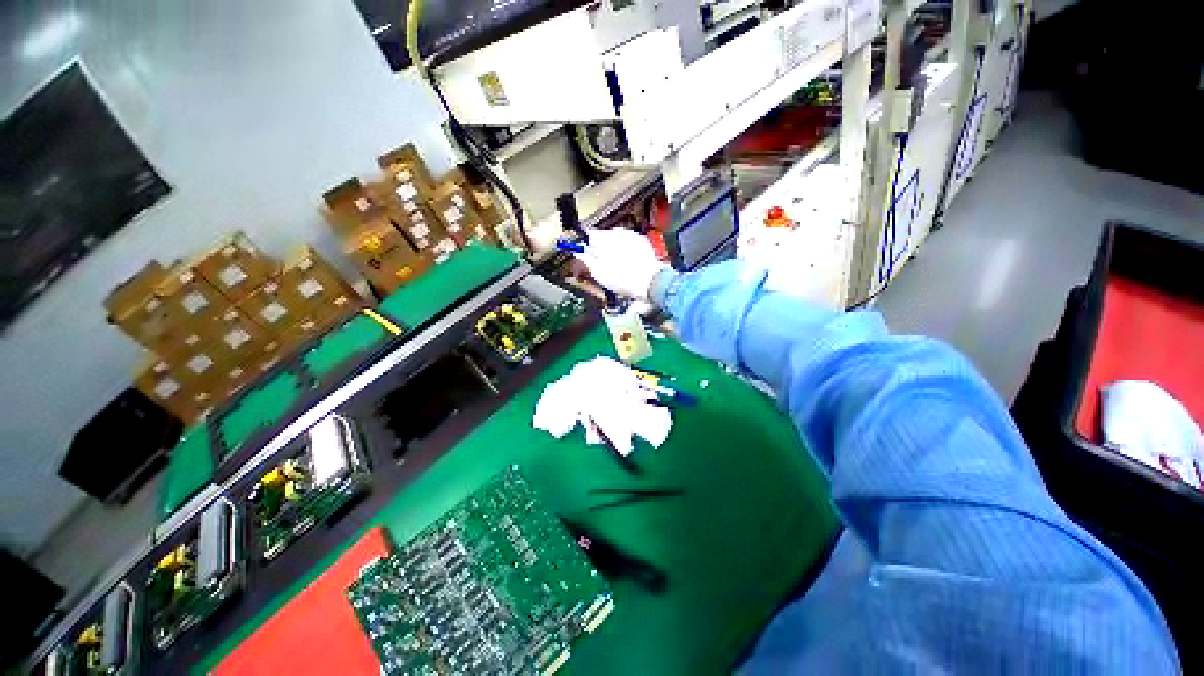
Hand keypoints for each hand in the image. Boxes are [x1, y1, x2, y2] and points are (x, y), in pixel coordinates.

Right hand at [575, 228, 668, 300]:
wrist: (651, 282)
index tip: (583, 255)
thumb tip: (579, 254)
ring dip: (613, 251)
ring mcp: (632, 236)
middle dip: (600, 250)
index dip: (584, 246)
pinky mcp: (643, 244)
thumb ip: (586, 260)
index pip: (588, 235)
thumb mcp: (599, 273)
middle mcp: (619, 232)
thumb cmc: (624, 279)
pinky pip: (629, 246)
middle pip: (603, 238)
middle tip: (599, 266)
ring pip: (616, 242)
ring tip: (614, 268)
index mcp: (605, 237)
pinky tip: (626, 265)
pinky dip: (626, 253)